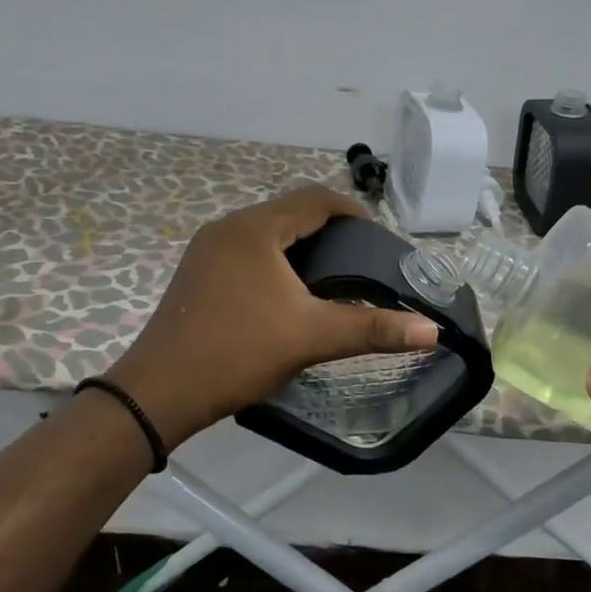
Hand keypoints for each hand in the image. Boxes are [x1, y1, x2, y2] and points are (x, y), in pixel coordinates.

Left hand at [107, 184, 437, 446]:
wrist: (158, 393)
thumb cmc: (237, 352)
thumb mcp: (311, 337)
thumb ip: (373, 329)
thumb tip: (432, 331)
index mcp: (255, 228)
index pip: (315, 198)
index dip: (352, 211)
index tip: (378, 239)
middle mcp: (228, 227)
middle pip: (290, 211)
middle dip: (329, 229)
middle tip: (361, 260)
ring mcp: (207, 250)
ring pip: (267, 232)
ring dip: (301, 245)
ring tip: (333, 276)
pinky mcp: (198, 273)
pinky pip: (247, 251)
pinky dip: (276, 260)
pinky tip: (289, 293)